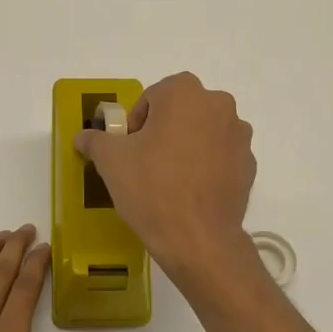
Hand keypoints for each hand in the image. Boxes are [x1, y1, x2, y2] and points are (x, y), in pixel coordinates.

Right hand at [72, 72, 257, 280]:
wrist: (198, 238)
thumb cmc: (151, 188)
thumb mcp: (111, 161)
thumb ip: (95, 140)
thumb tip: (83, 136)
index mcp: (185, 93)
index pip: (152, 96)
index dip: (136, 122)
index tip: (129, 148)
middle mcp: (218, 105)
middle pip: (181, 111)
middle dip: (163, 130)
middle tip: (146, 162)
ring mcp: (239, 135)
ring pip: (204, 132)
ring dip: (187, 145)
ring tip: (170, 179)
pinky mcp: (249, 164)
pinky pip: (221, 156)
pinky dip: (207, 165)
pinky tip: (191, 192)